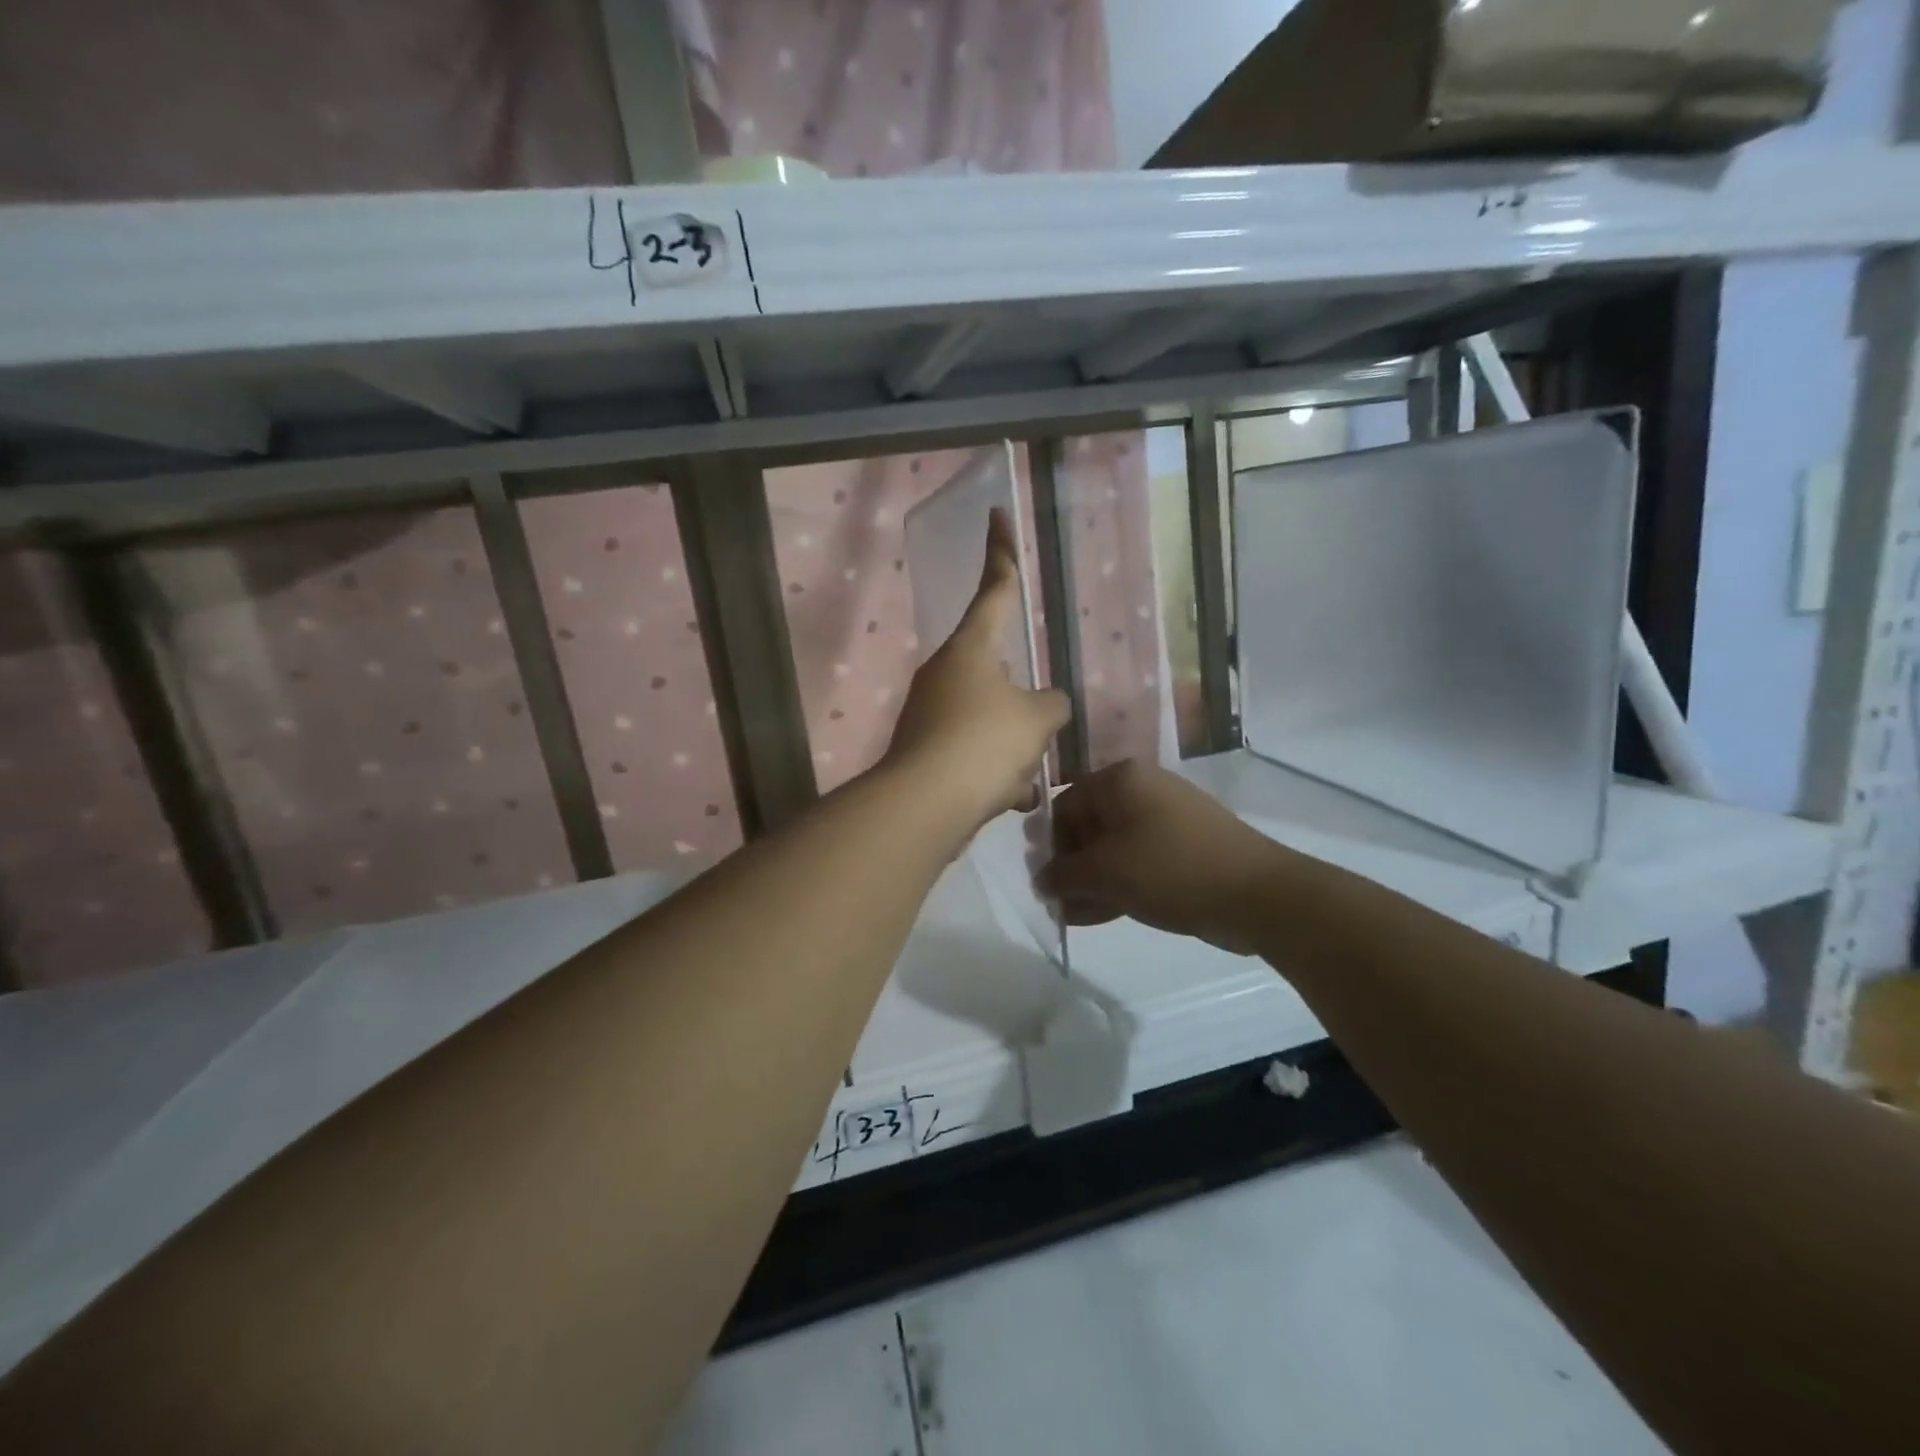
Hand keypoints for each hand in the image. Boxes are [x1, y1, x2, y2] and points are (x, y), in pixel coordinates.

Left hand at [882, 510, 1070, 832]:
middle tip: (1039, 732)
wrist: (924, 805)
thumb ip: (1051, 704)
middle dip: (1023, 705)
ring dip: (1012, 748)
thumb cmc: (984, 744)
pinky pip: (972, 753)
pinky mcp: (923, 749)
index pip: (994, 588)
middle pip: (997, 672)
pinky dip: (993, 773)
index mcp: (971, 648)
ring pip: (988, 720)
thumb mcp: (1036, 720)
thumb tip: (1047, 704)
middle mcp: (944, 672)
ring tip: (1025, 779)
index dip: (1001, 553)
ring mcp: (929, 711)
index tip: (996, 516)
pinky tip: (1008, 798)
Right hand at [1038, 760, 1289, 954]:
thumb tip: (1041, 880)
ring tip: (1073, 915)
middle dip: (1070, 867)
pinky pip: (1138, 861)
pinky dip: (1118, 884)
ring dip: (1091, 881)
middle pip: (1088, 826)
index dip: (1048, 843)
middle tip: (1057, 901)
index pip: (1065, 804)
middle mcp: (1142, 790)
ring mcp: (1167, 819)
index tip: (1042, 879)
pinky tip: (1099, 915)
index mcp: (1121, 780)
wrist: (1257, 894)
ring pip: (1113, 848)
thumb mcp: (1106, 872)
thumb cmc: (1170, 869)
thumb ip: (1062, 875)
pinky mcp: (1184, 847)